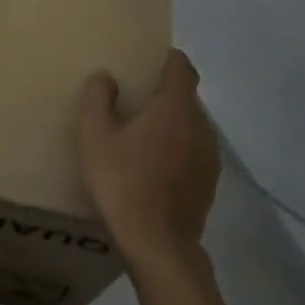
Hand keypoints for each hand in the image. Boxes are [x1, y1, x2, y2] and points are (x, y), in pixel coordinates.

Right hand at [78, 50, 218, 267]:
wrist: (158, 246)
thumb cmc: (123, 182)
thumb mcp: (95, 136)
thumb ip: (98, 98)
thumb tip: (106, 76)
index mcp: (175, 106)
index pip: (182, 67)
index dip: (167, 58)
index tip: (147, 58)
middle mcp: (200, 125)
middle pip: (186, 96)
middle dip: (164, 93)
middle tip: (134, 98)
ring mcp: (209, 157)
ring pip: (191, 126)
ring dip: (171, 124)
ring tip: (141, 135)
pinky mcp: (209, 183)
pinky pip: (193, 152)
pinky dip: (177, 150)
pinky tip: (153, 167)